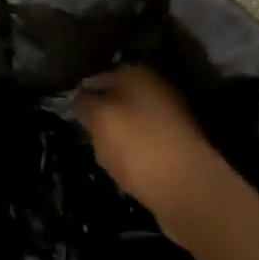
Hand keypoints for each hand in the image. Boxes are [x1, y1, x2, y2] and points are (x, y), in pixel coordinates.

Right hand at [74, 65, 225, 223]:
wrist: (187, 186)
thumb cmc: (136, 144)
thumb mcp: (98, 118)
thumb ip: (85, 103)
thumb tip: (82, 97)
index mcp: (137, 73)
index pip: (98, 78)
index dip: (82, 96)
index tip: (71, 116)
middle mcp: (158, 87)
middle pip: (117, 99)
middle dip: (102, 116)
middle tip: (88, 137)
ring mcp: (173, 115)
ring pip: (132, 122)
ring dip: (119, 136)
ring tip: (107, 156)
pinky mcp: (180, 143)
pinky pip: (147, 142)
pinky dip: (136, 153)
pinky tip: (128, 168)